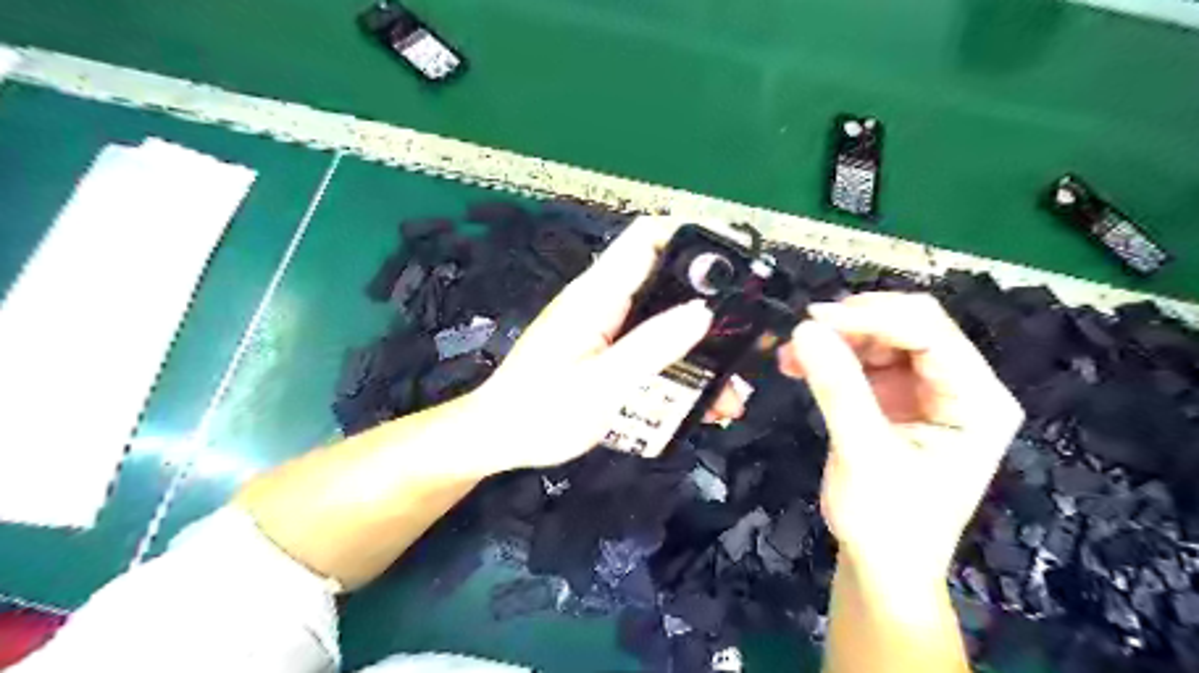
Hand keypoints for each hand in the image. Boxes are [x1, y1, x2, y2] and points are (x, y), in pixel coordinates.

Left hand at [470, 218, 746, 470]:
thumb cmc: (541, 412)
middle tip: (747, 330)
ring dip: (699, 342)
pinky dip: (679, 361)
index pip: (648, 238)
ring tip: (731, 383)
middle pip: (666, 276)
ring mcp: (605, 325)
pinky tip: (700, 396)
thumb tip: (703, 313)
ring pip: (663, 316)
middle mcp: (604, 301)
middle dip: (709, 298)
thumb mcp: (602, 385)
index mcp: (597, 295)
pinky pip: (651, 343)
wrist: (499, 437)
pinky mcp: (606, 347)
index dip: (692, 232)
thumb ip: (651, 347)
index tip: (736, 254)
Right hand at [779, 291, 1019, 583]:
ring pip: (881, 338)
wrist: (881, 566)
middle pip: (909, 326)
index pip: (931, 333)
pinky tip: (798, 366)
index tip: (815, 320)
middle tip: (802, 334)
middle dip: (853, 325)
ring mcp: (926, 390)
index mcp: (977, 400)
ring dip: (835, 340)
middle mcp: (959, 386)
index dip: (873, 317)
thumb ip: (837, 388)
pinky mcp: (895, 398)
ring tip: (790, 356)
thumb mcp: (863, 454)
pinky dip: (830, 357)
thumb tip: (805, 329)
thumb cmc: (888, 521)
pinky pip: (863, 360)